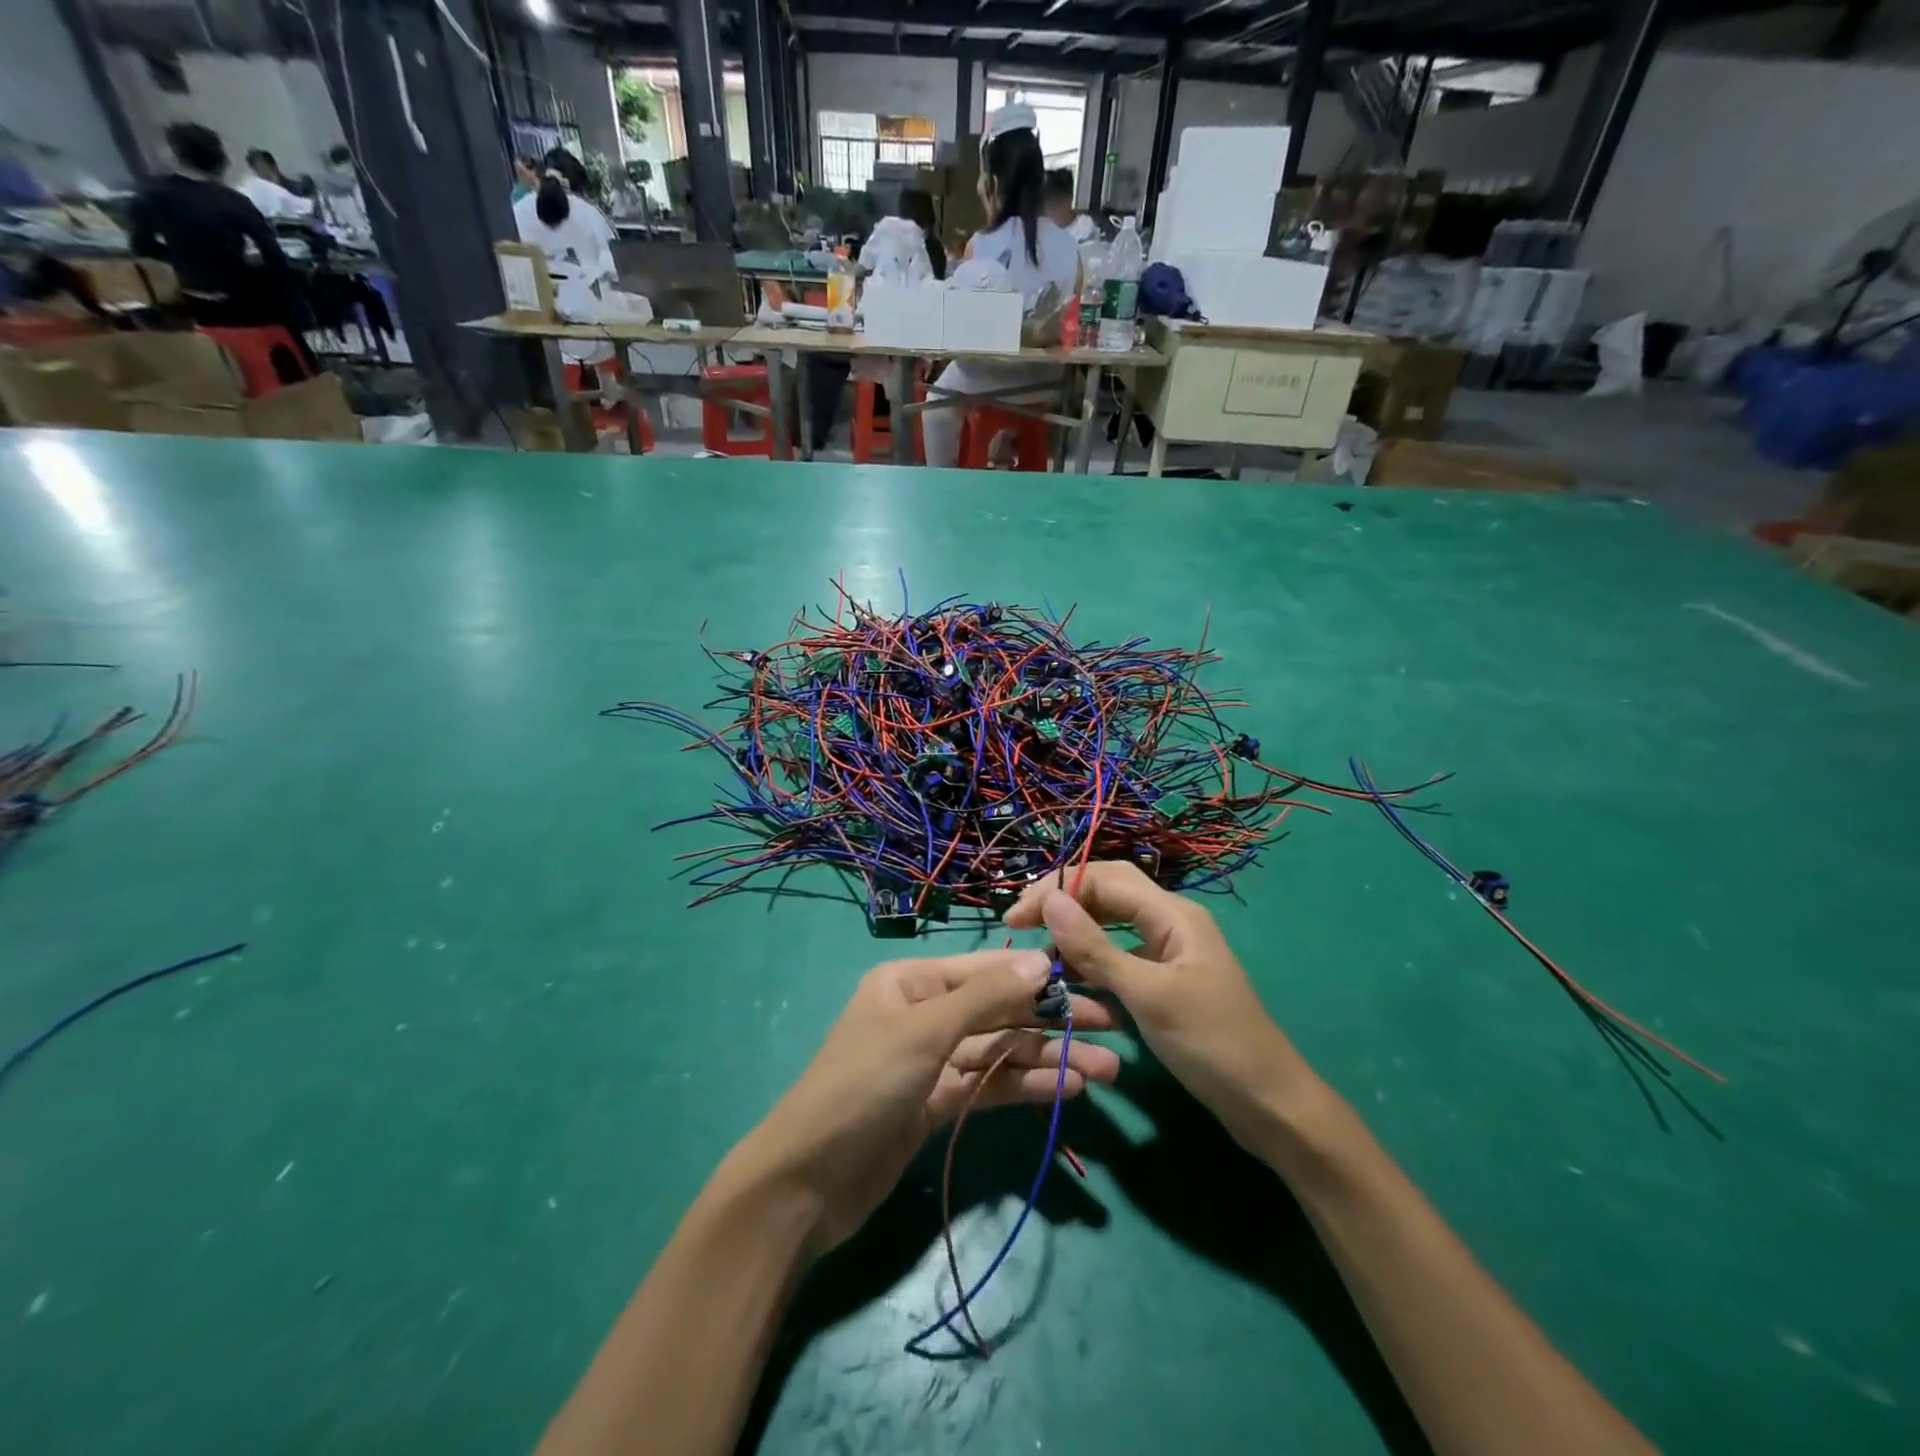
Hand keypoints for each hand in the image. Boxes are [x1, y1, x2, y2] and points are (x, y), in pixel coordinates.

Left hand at [732, 948, 1119, 1255]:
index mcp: (912, 982)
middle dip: (1052, 1020)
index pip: (986, 969)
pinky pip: (989, 1086)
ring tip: (1106, 1070)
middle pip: (999, 1010)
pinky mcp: (937, 1104)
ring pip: (1000, 1051)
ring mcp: (931, 1061)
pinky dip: (1024, 1086)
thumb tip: (1041, 960)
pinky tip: (1067, 1090)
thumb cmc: (862, 1085)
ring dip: (1048, 1058)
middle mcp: (924, 1013)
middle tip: (1112, 1028)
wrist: (806, 1182)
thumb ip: (985, 998)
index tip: (1090, 979)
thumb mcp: (923, 1032)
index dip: (1037, 975)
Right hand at [1006, 863, 1322, 1153]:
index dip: (1057, 889)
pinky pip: (1120, 954)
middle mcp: (1170, 921)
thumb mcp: (1147, 994)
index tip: (1017, 919)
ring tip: (1038, 950)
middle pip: (1108, 892)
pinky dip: (1092, 958)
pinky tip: (1069, 976)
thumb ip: (1095, 947)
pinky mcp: (1165, 979)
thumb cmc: (1210, 1043)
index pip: (1104, 878)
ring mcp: (1169, 951)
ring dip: (1075, 930)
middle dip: (1064, 901)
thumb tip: (1048, 900)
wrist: (1268, 1104)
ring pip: (1112, 923)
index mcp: (1172, 913)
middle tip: (1021, 926)